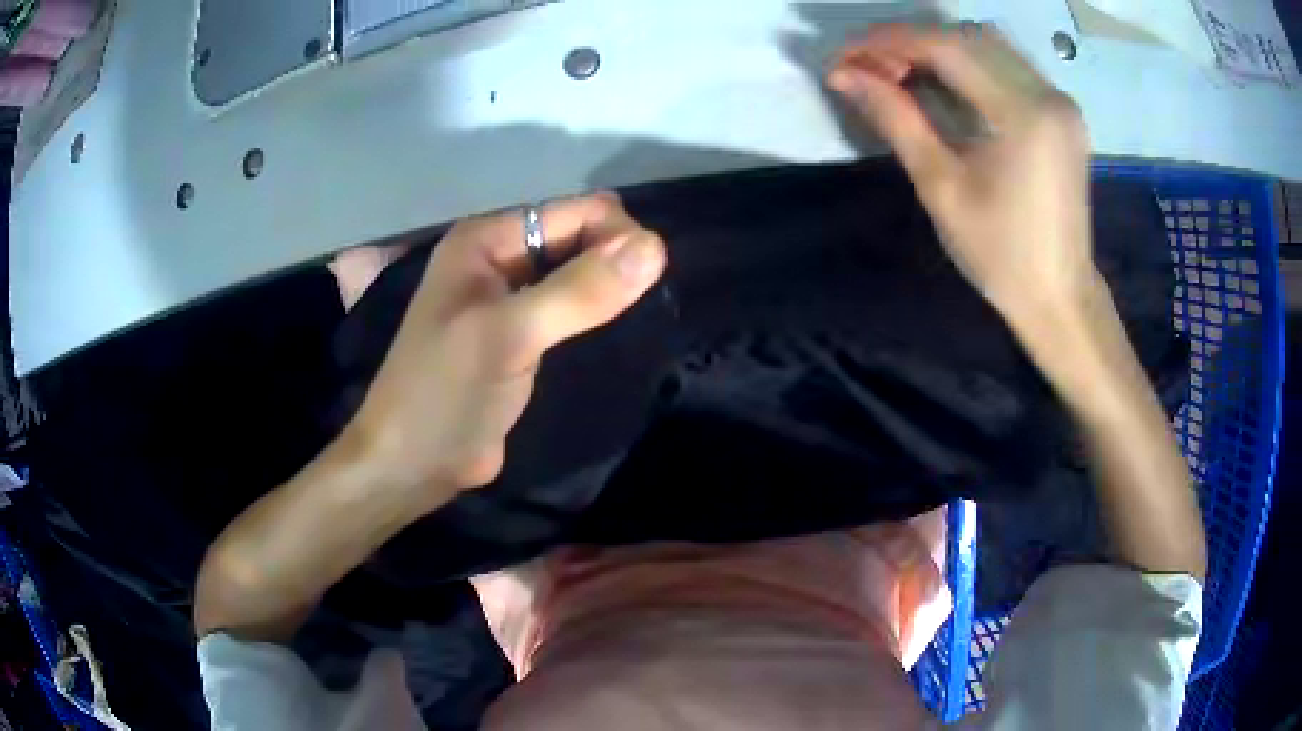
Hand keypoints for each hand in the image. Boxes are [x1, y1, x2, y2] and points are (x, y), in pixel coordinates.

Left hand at [347, 193, 666, 501]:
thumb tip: (655, 247)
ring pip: (575, 275)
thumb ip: (578, 291)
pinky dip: (595, 313)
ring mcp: (507, 300)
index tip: (653, 274)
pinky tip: (619, 329)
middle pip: (574, 239)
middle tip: (648, 298)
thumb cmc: (445, 393)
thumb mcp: (508, 335)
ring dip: (608, 286)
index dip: (615, 233)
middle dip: (613, 258)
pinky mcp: (519, 337)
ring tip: (645, 311)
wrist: (412, 463)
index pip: (570, 213)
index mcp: (485, 241)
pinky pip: (568, 309)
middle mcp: (497, 259)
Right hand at [828, 24, 1094, 328]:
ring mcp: (1059, 101)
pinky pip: (1006, 65)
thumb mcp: (941, 187)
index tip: (845, 57)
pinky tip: (940, 80)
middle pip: (966, 37)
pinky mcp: (1060, 112)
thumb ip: (896, 119)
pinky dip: (966, 62)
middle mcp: (1048, 94)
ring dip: (936, 48)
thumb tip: (844, 75)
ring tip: (897, 72)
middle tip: (868, 69)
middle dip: (909, 42)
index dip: (888, 43)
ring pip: (986, 44)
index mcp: (1024, 115)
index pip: (946, 48)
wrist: (1059, 296)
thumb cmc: (1000, 256)